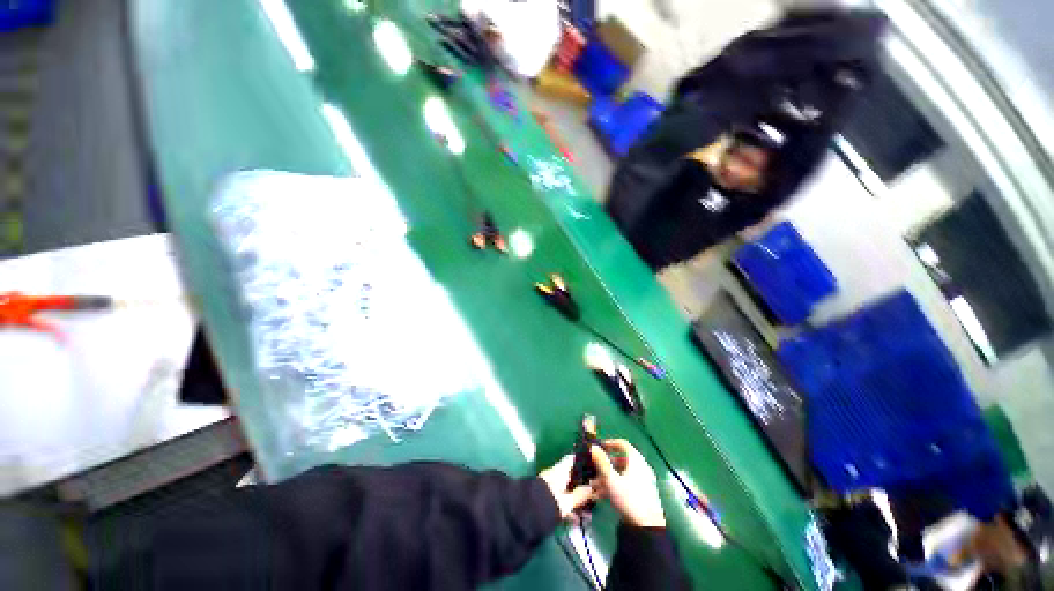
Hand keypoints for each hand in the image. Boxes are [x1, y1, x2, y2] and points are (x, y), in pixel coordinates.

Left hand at [539, 454, 597, 519]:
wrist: (529, 515)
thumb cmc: (551, 502)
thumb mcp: (568, 501)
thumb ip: (580, 494)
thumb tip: (591, 488)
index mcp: (559, 470)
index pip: (571, 460)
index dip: (581, 462)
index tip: (591, 467)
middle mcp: (554, 475)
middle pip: (570, 477)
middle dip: (581, 486)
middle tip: (593, 495)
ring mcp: (549, 486)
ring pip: (566, 490)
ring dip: (576, 500)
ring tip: (587, 514)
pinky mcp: (546, 498)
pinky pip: (560, 499)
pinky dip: (568, 507)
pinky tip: (576, 520)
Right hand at [590, 439, 665, 527]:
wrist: (647, 528)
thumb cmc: (629, 498)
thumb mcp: (610, 479)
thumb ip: (601, 461)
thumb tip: (592, 446)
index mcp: (636, 460)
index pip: (622, 444)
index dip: (609, 443)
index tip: (598, 447)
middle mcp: (641, 467)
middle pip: (621, 459)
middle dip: (605, 464)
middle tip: (593, 468)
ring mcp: (643, 481)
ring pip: (622, 473)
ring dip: (607, 476)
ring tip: (594, 485)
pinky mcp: (642, 493)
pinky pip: (626, 483)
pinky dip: (614, 485)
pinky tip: (601, 495)